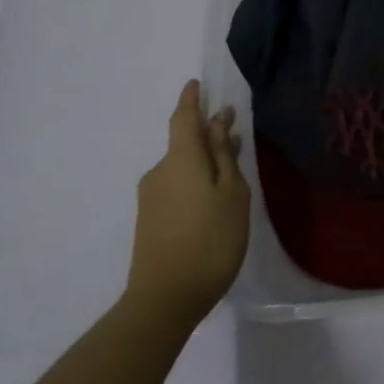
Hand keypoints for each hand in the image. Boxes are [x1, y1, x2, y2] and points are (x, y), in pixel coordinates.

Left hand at [122, 80, 251, 329]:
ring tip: (231, 167)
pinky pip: (176, 185)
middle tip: (233, 129)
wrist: (164, 300)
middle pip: (184, 142)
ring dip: (204, 159)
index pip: (183, 118)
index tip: (197, 84)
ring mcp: (151, 197)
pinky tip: (213, 197)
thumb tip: (218, 122)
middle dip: (207, 133)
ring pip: (182, 166)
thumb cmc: (210, 240)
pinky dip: (195, 179)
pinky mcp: (150, 220)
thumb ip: (225, 155)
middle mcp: (160, 171)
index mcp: (181, 159)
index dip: (191, 99)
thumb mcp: (231, 193)